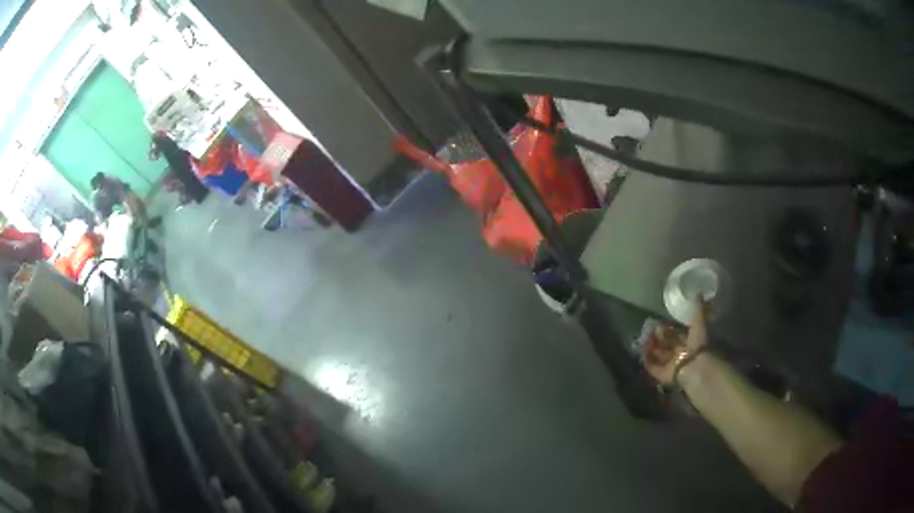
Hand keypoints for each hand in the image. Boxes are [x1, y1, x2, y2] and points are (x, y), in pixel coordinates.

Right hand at [644, 299, 708, 384]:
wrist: (693, 367)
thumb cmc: (697, 345)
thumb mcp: (699, 323)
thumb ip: (698, 309)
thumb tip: (698, 293)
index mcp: (689, 343)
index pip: (676, 335)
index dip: (668, 330)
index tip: (658, 324)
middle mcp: (679, 354)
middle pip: (666, 345)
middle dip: (657, 338)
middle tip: (648, 330)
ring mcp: (670, 364)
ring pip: (658, 355)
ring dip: (650, 348)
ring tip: (643, 339)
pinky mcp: (661, 374)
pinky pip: (652, 367)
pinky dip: (647, 360)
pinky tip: (642, 352)